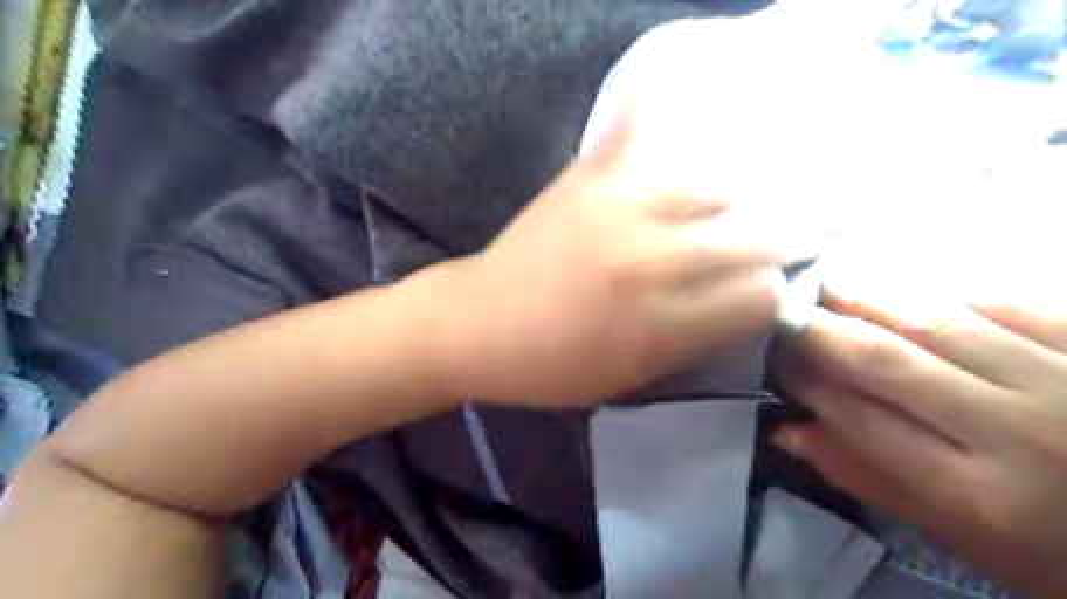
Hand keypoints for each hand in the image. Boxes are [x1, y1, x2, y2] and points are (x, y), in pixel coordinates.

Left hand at [430, 113, 818, 406]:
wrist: (477, 325)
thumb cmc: (551, 367)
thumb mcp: (632, 378)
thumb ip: (697, 340)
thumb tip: (750, 303)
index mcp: (661, 324)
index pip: (763, 296)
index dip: (773, 296)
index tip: (765, 292)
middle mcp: (652, 259)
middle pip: (761, 232)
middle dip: (786, 238)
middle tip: (784, 239)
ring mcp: (620, 206)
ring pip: (722, 182)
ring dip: (740, 197)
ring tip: (735, 206)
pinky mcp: (589, 176)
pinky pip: (642, 129)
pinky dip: (666, 123)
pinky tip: (682, 140)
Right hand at [772, 284, 1066, 592]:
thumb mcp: (971, 542)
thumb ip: (875, 481)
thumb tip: (792, 432)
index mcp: (977, 493)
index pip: (858, 416)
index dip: (806, 380)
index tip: (774, 357)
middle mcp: (1016, 431)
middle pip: (887, 363)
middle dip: (823, 330)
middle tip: (785, 307)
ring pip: (941, 323)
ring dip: (873, 298)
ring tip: (830, 280)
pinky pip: (1014, 306)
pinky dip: (953, 295)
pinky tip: (918, 291)